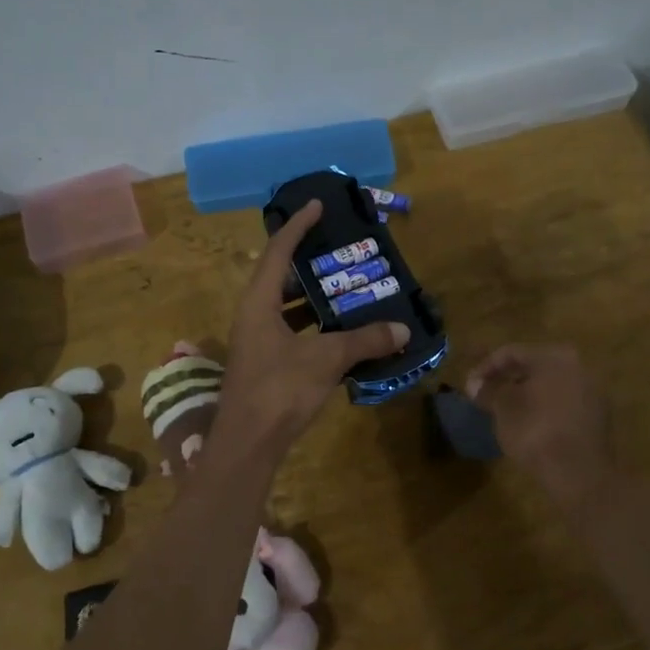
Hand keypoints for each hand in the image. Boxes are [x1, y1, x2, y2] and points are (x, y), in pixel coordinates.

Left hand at [216, 200, 408, 456]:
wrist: (248, 444)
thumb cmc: (280, 390)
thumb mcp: (326, 359)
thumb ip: (364, 340)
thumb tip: (401, 329)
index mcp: (258, 303)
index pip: (278, 251)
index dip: (298, 226)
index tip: (318, 205)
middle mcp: (253, 316)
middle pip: (280, 278)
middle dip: (310, 264)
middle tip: (341, 253)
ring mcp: (257, 342)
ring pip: (286, 308)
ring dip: (314, 299)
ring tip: (347, 289)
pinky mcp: (265, 365)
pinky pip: (292, 333)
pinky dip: (314, 328)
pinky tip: (341, 334)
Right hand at [466, 344, 613, 501]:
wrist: (579, 473)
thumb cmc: (535, 431)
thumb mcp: (502, 409)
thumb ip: (487, 391)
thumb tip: (474, 384)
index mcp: (554, 357)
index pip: (511, 353)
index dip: (485, 367)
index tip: (469, 385)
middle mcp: (578, 366)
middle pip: (534, 366)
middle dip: (507, 378)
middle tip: (486, 393)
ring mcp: (592, 390)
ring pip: (551, 384)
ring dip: (526, 393)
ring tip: (505, 409)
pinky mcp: (599, 415)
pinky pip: (564, 402)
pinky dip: (545, 406)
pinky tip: (530, 422)